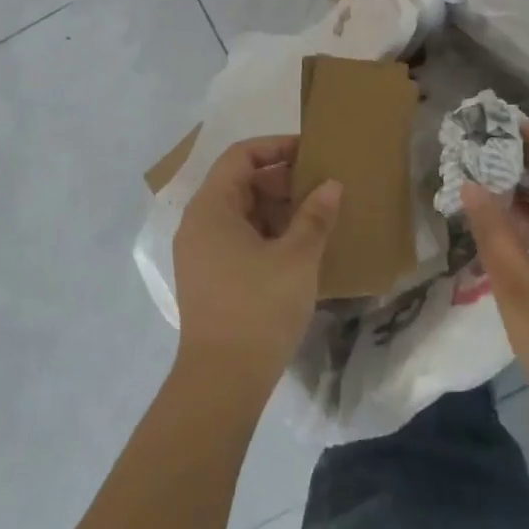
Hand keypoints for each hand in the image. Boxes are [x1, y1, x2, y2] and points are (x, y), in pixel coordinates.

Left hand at [172, 136, 341, 394]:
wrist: (222, 381)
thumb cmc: (259, 308)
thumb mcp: (297, 257)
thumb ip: (315, 215)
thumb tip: (331, 185)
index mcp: (211, 207)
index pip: (241, 156)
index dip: (276, 147)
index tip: (311, 154)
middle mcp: (197, 223)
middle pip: (239, 182)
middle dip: (280, 181)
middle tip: (319, 191)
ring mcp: (198, 252)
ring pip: (239, 213)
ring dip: (275, 210)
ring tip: (313, 220)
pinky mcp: (206, 277)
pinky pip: (235, 238)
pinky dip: (264, 234)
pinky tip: (295, 250)